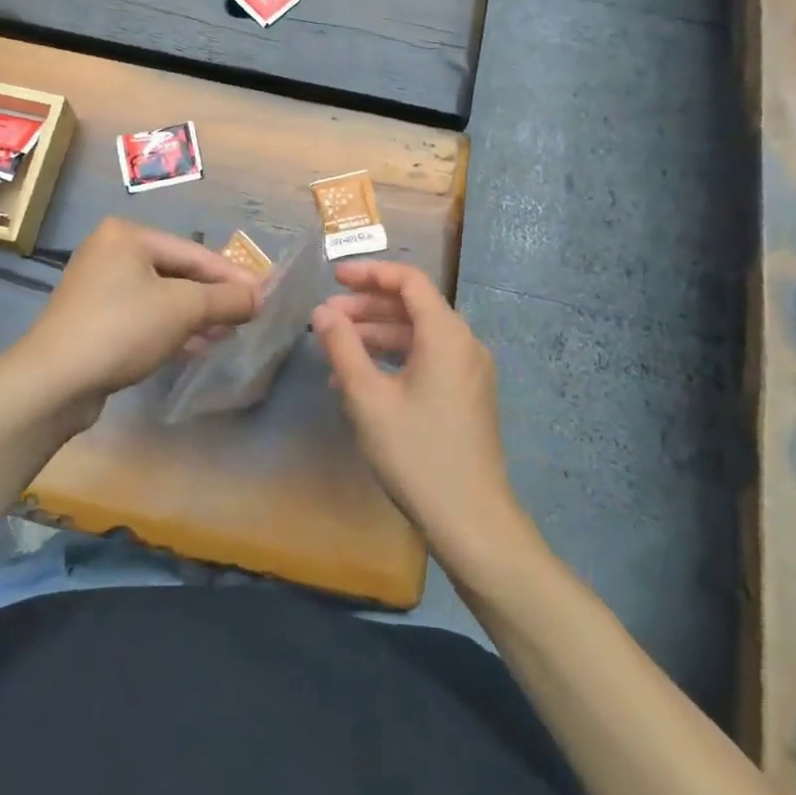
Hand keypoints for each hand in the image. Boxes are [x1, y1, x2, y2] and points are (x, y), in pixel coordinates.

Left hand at [12, 218, 260, 416]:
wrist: (53, 381)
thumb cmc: (122, 328)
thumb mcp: (183, 309)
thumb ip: (225, 299)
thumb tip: (259, 297)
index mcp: (128, 235)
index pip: (194, 252)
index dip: (233, 275)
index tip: (264, 293)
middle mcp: (110, 252)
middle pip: (177, 272)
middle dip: (213, 296)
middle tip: (248, 315)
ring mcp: (98, 287)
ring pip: (161, 296)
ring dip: (196, 315)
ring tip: (228, 334)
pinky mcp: (93, 319)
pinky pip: (143, 316)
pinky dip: (171, 328)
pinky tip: (198, 346)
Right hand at [312, 261, 525, 566]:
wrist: (472, 522)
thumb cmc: (417, 454)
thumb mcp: (368, 398)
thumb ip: (343, 346)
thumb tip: (323, 311)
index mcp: (446, 334)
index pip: (408, 280)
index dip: (369, 273)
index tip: (334, 278)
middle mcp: (464, 343)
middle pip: (412, 306)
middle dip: (367, 307)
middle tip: (326, 317)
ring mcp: (469, 371)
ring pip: (417, 335)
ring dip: (376, 336)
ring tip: (334, 351)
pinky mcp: (466, 395)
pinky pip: (427, 360)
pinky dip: (394, 360)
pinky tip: (360, 381)